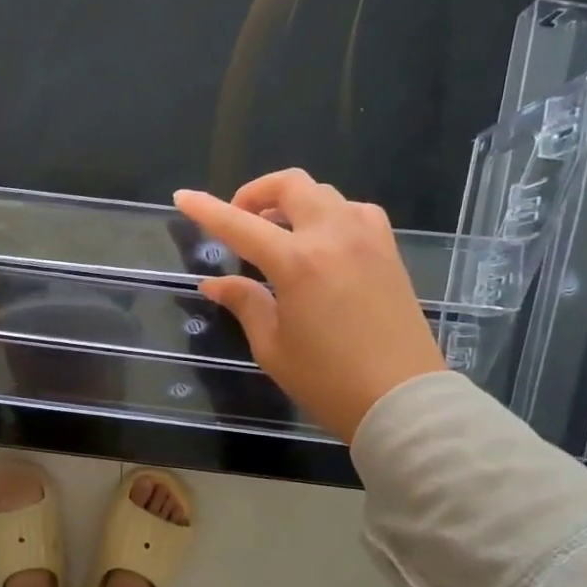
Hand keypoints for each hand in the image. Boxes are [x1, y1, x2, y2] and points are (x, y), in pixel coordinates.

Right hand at [174, 171, 446, 442]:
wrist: (403, 400)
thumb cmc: (328, 381)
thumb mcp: (272, 347)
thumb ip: (245, 304)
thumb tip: (215, 283)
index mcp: (297, 262)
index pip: (239, 225)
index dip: (207, 210)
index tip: (183, 197)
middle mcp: (334, 237)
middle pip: (291, 185)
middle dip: (256, 192)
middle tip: (239, 219)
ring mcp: (368, 240)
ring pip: (324, 193)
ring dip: (292, 201)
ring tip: (276, 231)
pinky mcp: (389, 252)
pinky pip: (354, 212)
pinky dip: (329, 214)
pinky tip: (320, 242)